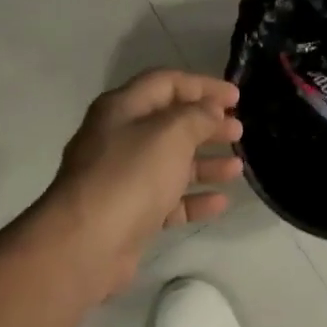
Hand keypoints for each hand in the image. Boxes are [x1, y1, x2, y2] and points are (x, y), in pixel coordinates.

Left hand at [41, 70, 242, 296]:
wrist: (87, 243)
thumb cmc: (130, 176)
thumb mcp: (169, 135)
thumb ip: (195, 116)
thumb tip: (209, 109)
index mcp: (121, 109)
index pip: (165, 83)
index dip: (202, 85)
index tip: (236, 97)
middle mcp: (118, 139)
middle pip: (168, 123)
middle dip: (205, 124)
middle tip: (239, 130)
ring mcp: (122, 178)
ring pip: (170, 163)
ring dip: (204, 162)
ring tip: (237, 167)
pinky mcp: (130, 214)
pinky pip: (167, 200)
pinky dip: (193, 198)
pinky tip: (221, 202)